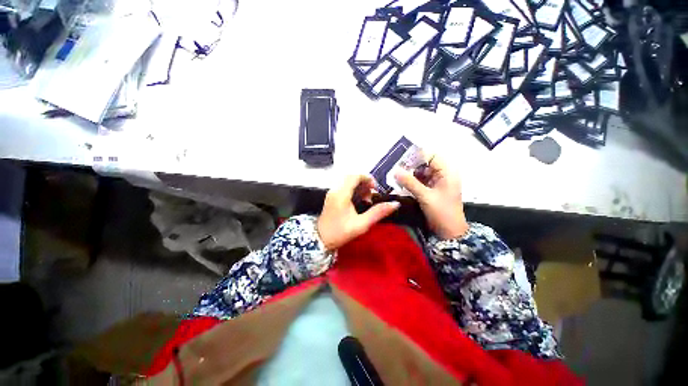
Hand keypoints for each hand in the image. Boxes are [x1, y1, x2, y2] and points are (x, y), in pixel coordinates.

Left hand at [318, 175, 400, 250]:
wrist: (320, 240)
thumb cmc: (340, 232)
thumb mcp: (361, 224)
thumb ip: (378, 213)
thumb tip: (395, 204)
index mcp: (341, 194)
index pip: (354, 176)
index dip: (367, 178)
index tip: (376, 189)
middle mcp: (335, 189)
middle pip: (351, 177)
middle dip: (364, 182)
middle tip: (372, 194)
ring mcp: (332, 193)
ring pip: (347, 181)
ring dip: (359, 186)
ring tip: (367, 199)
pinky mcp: (331, 197)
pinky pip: (344, 187)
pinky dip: (353, 189)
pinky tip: (359, 201)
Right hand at [395, 157, 468, 239]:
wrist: (449, 232)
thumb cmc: (442, 212)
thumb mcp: (425, 196)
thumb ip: (410, 182)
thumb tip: (395, 170)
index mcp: (447, 172)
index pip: (431, 156)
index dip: (417, 156)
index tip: (401, 160)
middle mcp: (442, 174)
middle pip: (425, 164)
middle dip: (411, 166)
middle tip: (396, 169)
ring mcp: (437, 182)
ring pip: (421, 173)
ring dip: (409, 174)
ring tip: (396, 175)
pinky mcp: (431, 190)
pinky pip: (420, 181)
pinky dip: (411, 182)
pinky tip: (401, 183)